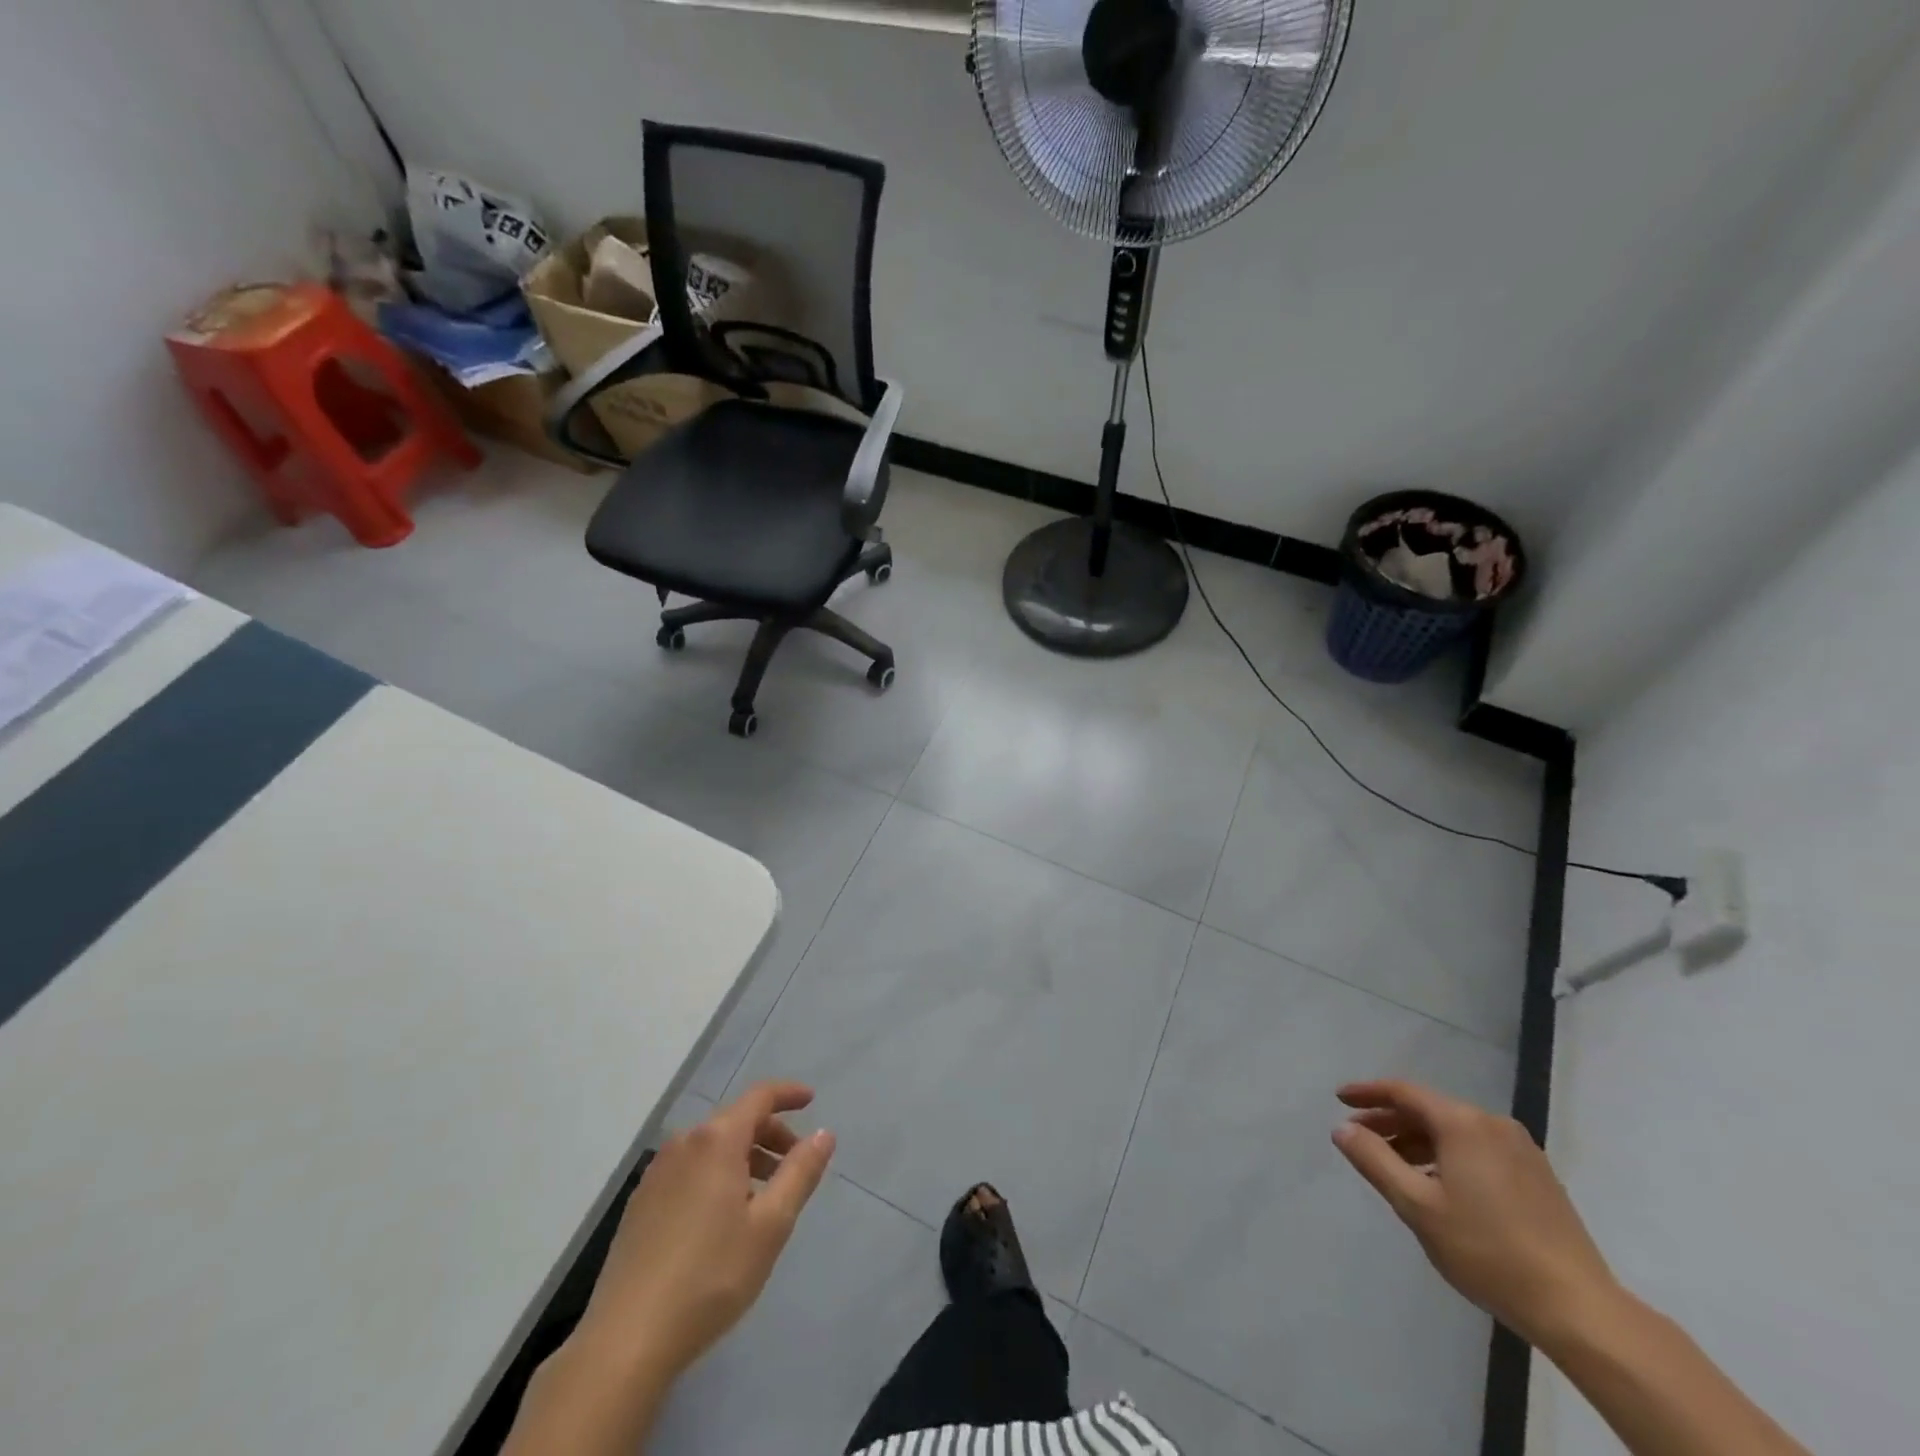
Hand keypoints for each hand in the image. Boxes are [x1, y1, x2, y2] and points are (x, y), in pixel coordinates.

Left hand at [576, 1081, 835, 1382]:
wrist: (626, 1341)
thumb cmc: (710, 1276)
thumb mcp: (771, 1225)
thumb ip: (800, 1173)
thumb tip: (823, 1134)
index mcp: (717, 1140)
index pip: (760, 1096)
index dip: (788, 1094)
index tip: (811, 1100)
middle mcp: (684, 1144)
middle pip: (736, 1120)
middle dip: (770, 1134)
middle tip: (794, 1165)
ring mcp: (656, 1173)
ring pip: (712, 1147)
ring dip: (744, 1158)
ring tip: (763, 1198)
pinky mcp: (640, 1204)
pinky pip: (690, 1170)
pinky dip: (717, 1175)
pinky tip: (723, 1219)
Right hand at [1332, 1079, 1618, 1348]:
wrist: (1579, 1309)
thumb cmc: (1488, 1251)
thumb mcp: (1417, 1206)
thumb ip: (1374, 1160)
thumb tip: (1343, 1129)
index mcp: (1463, 1123)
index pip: (1403, 1092)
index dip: (1367, 1092)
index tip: (1338, 1099)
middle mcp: (1493, 1124)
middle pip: (1429, 1110)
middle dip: (1390, 1121)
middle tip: (1360, 1138)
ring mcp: (1521, 1150)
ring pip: (1454, 1131)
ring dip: (1418, 1141)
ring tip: (1394, 1167)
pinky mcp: (1538, 1176)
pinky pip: (1478, 1149)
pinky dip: (1447, 1155)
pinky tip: (1437, 1185)